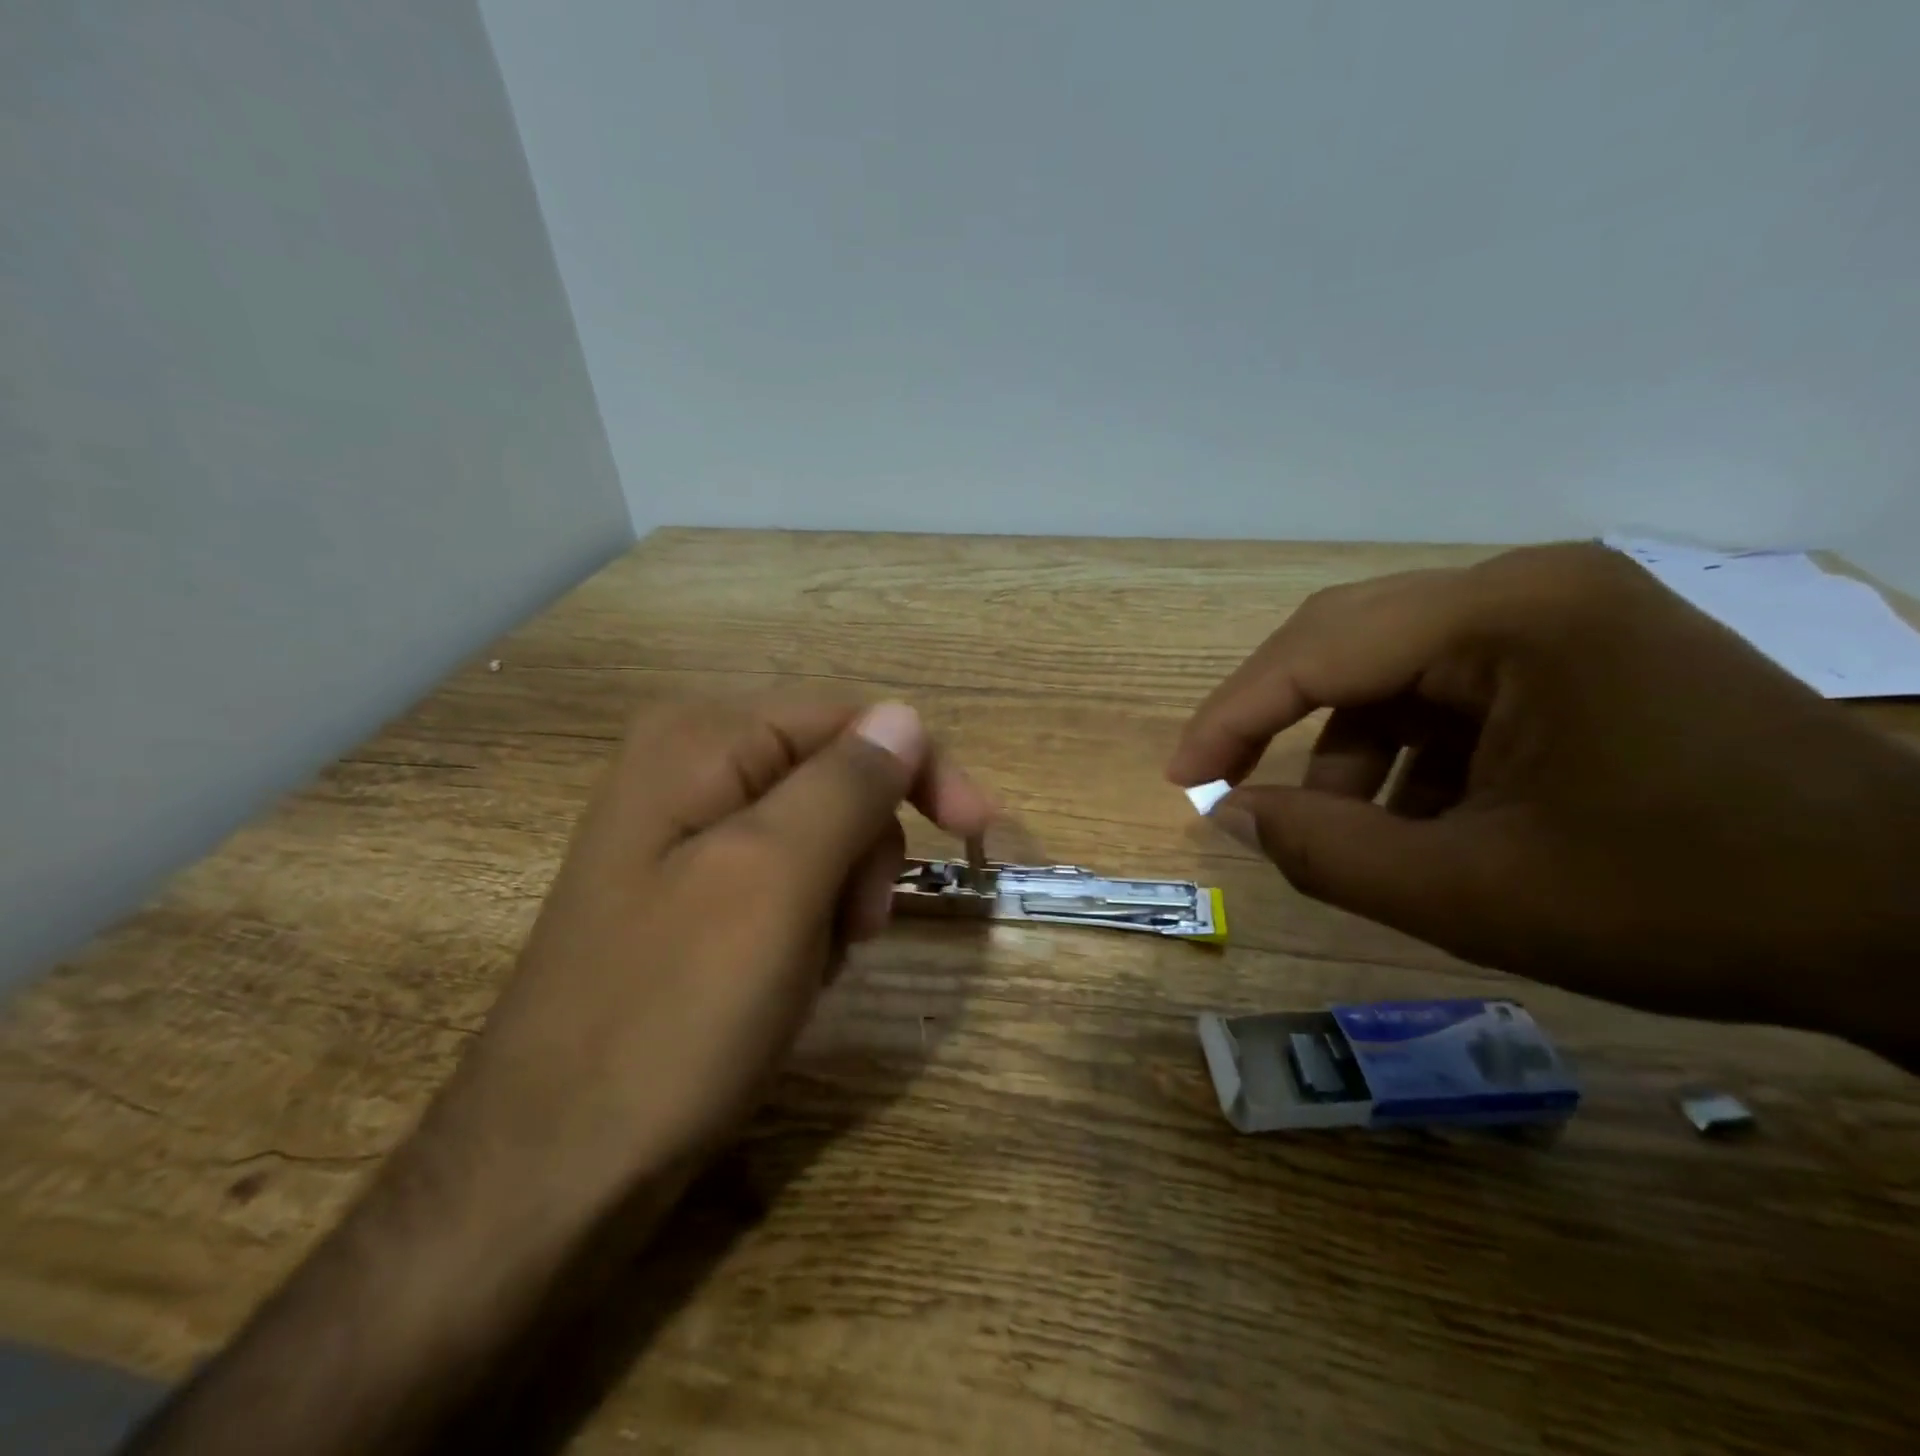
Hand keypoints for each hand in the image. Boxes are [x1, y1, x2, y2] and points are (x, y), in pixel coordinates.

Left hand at [446, 695, 992, 1201]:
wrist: (553, 1169)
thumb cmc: (670, 1015)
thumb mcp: (775, 883)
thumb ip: (846, 785)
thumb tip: (905, 717)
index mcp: (699, 739)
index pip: (849, 719)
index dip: (921, 770)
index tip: (977, 836)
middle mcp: (686, 766)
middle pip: (834, 774)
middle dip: (868, 847)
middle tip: (858, 926)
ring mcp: (682, 831)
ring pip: (819, 833)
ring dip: (842, 893)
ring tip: (814, 963)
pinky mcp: (687, 891)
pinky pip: (785, 880)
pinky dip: (810, 923)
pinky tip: (787, 976)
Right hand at [1168, 543, 1919, 1058]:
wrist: (1912, 921)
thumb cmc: (1685, 904)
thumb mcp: (1473, 895)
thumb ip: (1327, 853)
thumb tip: (1232, 816)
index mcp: (1509, 618)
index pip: (1319, 650)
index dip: (1232, 717)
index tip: (1181, 781)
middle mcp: (1527, 586)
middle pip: (1346, 640)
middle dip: (1275, 721)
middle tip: (1226, 789)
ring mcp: (1558, 611)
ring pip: (1392, 671)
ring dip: (1350, 750)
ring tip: (1355, 835)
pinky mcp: (1575, 648)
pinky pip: (1447, 688)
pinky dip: (1409, 752)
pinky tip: (1426, 817)